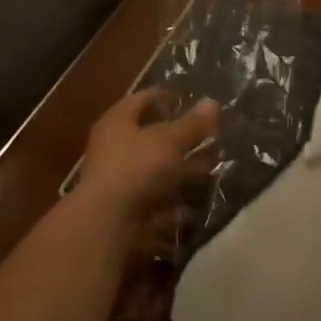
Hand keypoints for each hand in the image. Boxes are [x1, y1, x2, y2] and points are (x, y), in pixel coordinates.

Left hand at [76, 89, 218, 224]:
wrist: (108, 224)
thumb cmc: (137, 168)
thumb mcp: (170, 140)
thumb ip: (192, 124)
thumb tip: (212, 102)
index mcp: (117, 121)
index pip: (142, 98)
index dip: (166, 96)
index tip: (190, 100)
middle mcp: (114, 146)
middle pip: (150, 134)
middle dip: (180, 135)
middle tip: (209, 134)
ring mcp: (120, 177)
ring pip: (157, 165)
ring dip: (182, 165)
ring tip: (212, 164)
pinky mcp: (128, 205)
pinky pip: (157, 191)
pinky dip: (177, 192)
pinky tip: (199, 194)